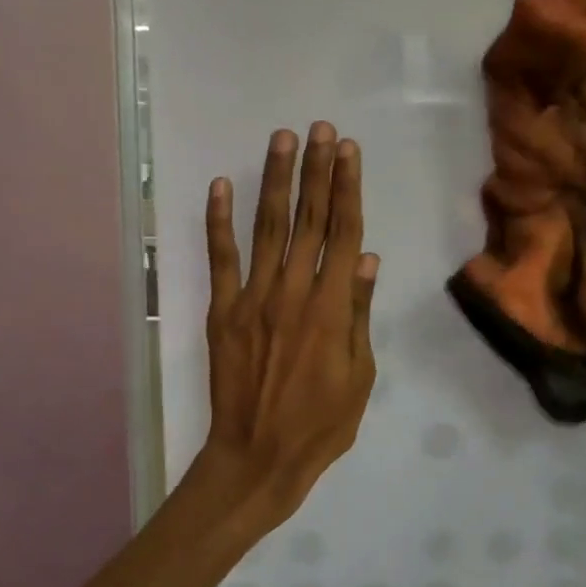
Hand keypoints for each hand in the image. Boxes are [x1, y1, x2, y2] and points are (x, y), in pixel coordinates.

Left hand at [200, 122, 378, 528]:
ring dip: (276, 181)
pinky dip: (218, 221)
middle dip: (317, 170)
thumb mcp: (360, 376)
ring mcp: (253, 298)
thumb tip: (367, 259)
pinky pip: (220, 259)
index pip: (343, 234)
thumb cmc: (321, 424)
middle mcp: (293, 291)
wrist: (257, 458)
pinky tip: (220, 185)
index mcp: (332, 308)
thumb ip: (360, 314)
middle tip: (322, 129)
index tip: (349, 151)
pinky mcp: (223, 311)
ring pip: (267, 228)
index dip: (347, 189)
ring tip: (283, 139)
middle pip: (309, 220)